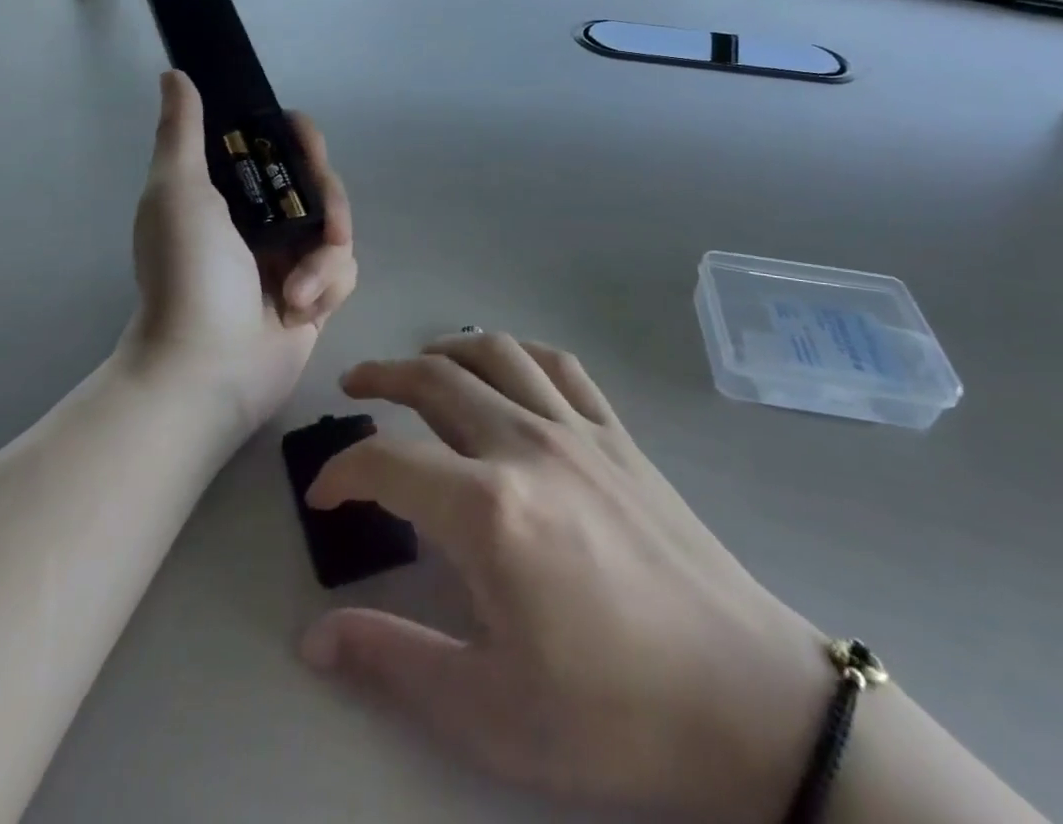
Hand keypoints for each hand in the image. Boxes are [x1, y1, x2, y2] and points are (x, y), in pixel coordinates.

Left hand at [120, 71, 356, 433]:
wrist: (205, 367)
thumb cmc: (187, 273)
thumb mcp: (177, 191)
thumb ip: (181, 131)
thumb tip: (175, 74)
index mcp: (228, 198)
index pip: (273, 151)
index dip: (293, 138)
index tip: (301, 134)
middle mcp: (262, 225)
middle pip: (317, 185)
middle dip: (325, 196)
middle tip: (323, 216)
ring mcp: (290, 263)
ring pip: (337, 229)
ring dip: (324, 256)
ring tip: (299, 288)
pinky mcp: (316, 298)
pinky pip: (345, 270)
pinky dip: (328, 286)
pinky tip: (302, 310)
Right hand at [301, 333, 829, 822]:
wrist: (748, 700)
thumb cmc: (614, 713)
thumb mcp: (491, 711)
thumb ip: (395, 659)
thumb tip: (314, 638)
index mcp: (488, 510)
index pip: (387, 462)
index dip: (341, 471)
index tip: (324, 495)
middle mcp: (526, 446)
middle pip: (435, 382)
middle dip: (382, 378)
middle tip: (354, 390)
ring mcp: (577, 430)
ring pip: (493, 355)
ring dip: (444, 350)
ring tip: (417, 363)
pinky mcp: (617, 434)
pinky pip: (558, 364)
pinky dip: (517, 351)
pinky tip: (503, 363)